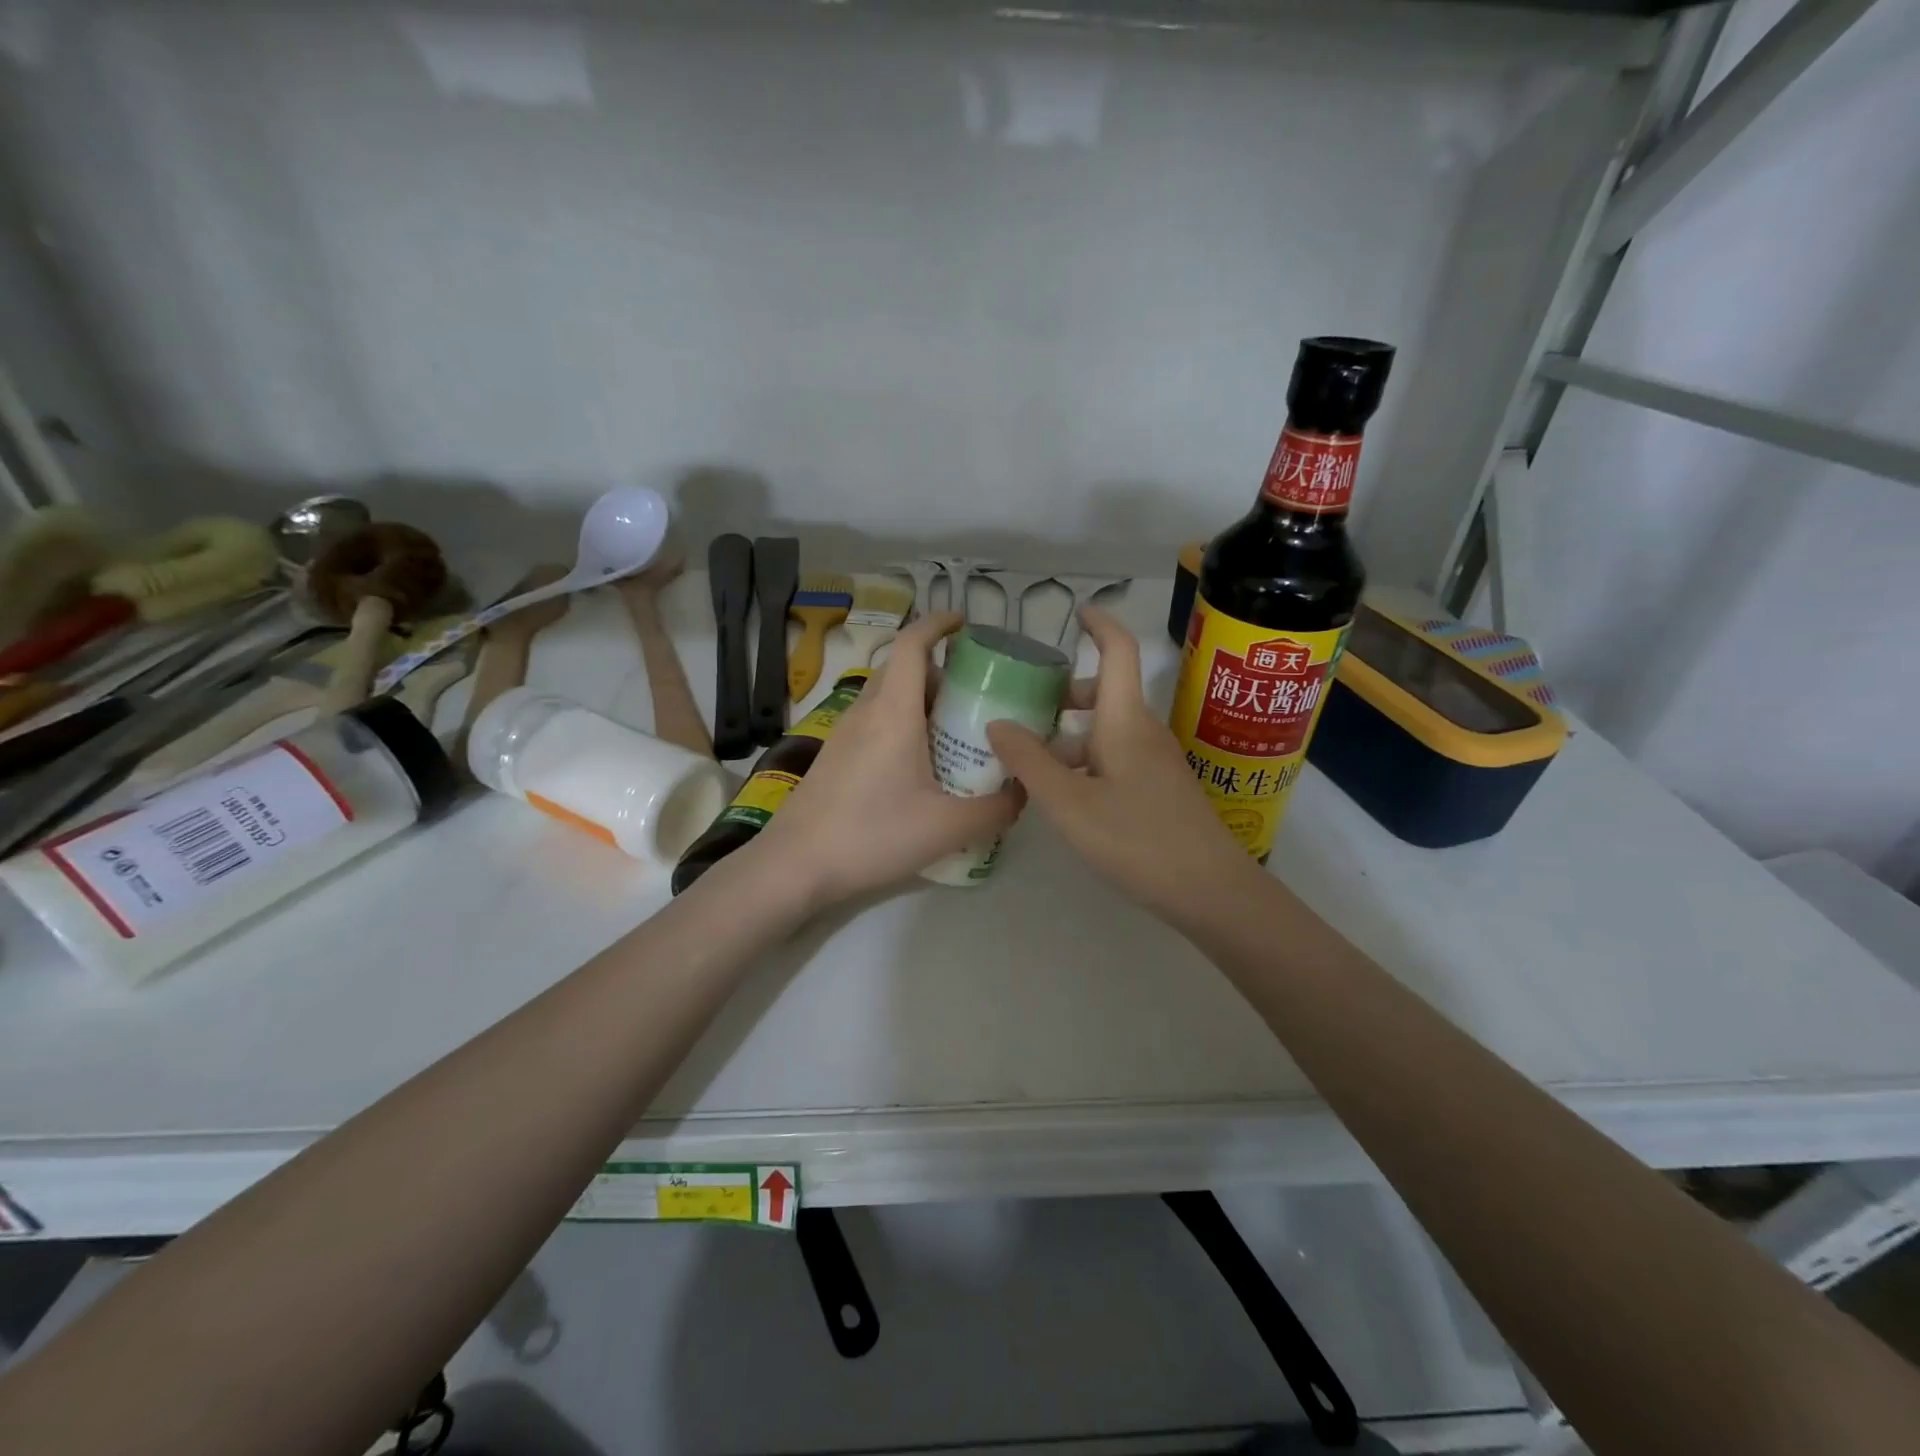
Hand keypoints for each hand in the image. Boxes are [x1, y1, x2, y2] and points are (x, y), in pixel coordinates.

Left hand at [746, 613, 1022, 909]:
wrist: (795, 865)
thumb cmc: (872, 835)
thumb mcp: (947, 827)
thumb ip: (996, 808)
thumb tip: (1024, 791)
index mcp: (893, 712)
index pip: (912, 644)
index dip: (938, 624)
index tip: (965, 623)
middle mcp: (866, 711)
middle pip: (903, 669)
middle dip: (941, 670)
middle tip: (978, 695)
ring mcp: (845, 733)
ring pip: (888, 696)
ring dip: (921, 700)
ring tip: (956, 731)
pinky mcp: (835, 756)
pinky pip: (875, 721)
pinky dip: (903, 724)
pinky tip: (921, 765)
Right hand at [987, 608, 1262, 925]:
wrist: (1209, 890)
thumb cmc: (1136, 838)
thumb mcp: (1069, 802)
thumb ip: (1030, 761)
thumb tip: (998, 722)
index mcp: (1125, 721)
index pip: (1119, 652)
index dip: (1099, 625)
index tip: (1076, 612)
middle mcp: (1143, 732)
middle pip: (1106, 693)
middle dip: (1065, 692)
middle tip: (1024, 706)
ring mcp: (1156, 762)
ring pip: (1108, 730)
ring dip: (1070, 734)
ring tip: (1028, 760)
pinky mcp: (1160, 789)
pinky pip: (1116, 758)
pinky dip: (1085, 760)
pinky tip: (1062, 794)